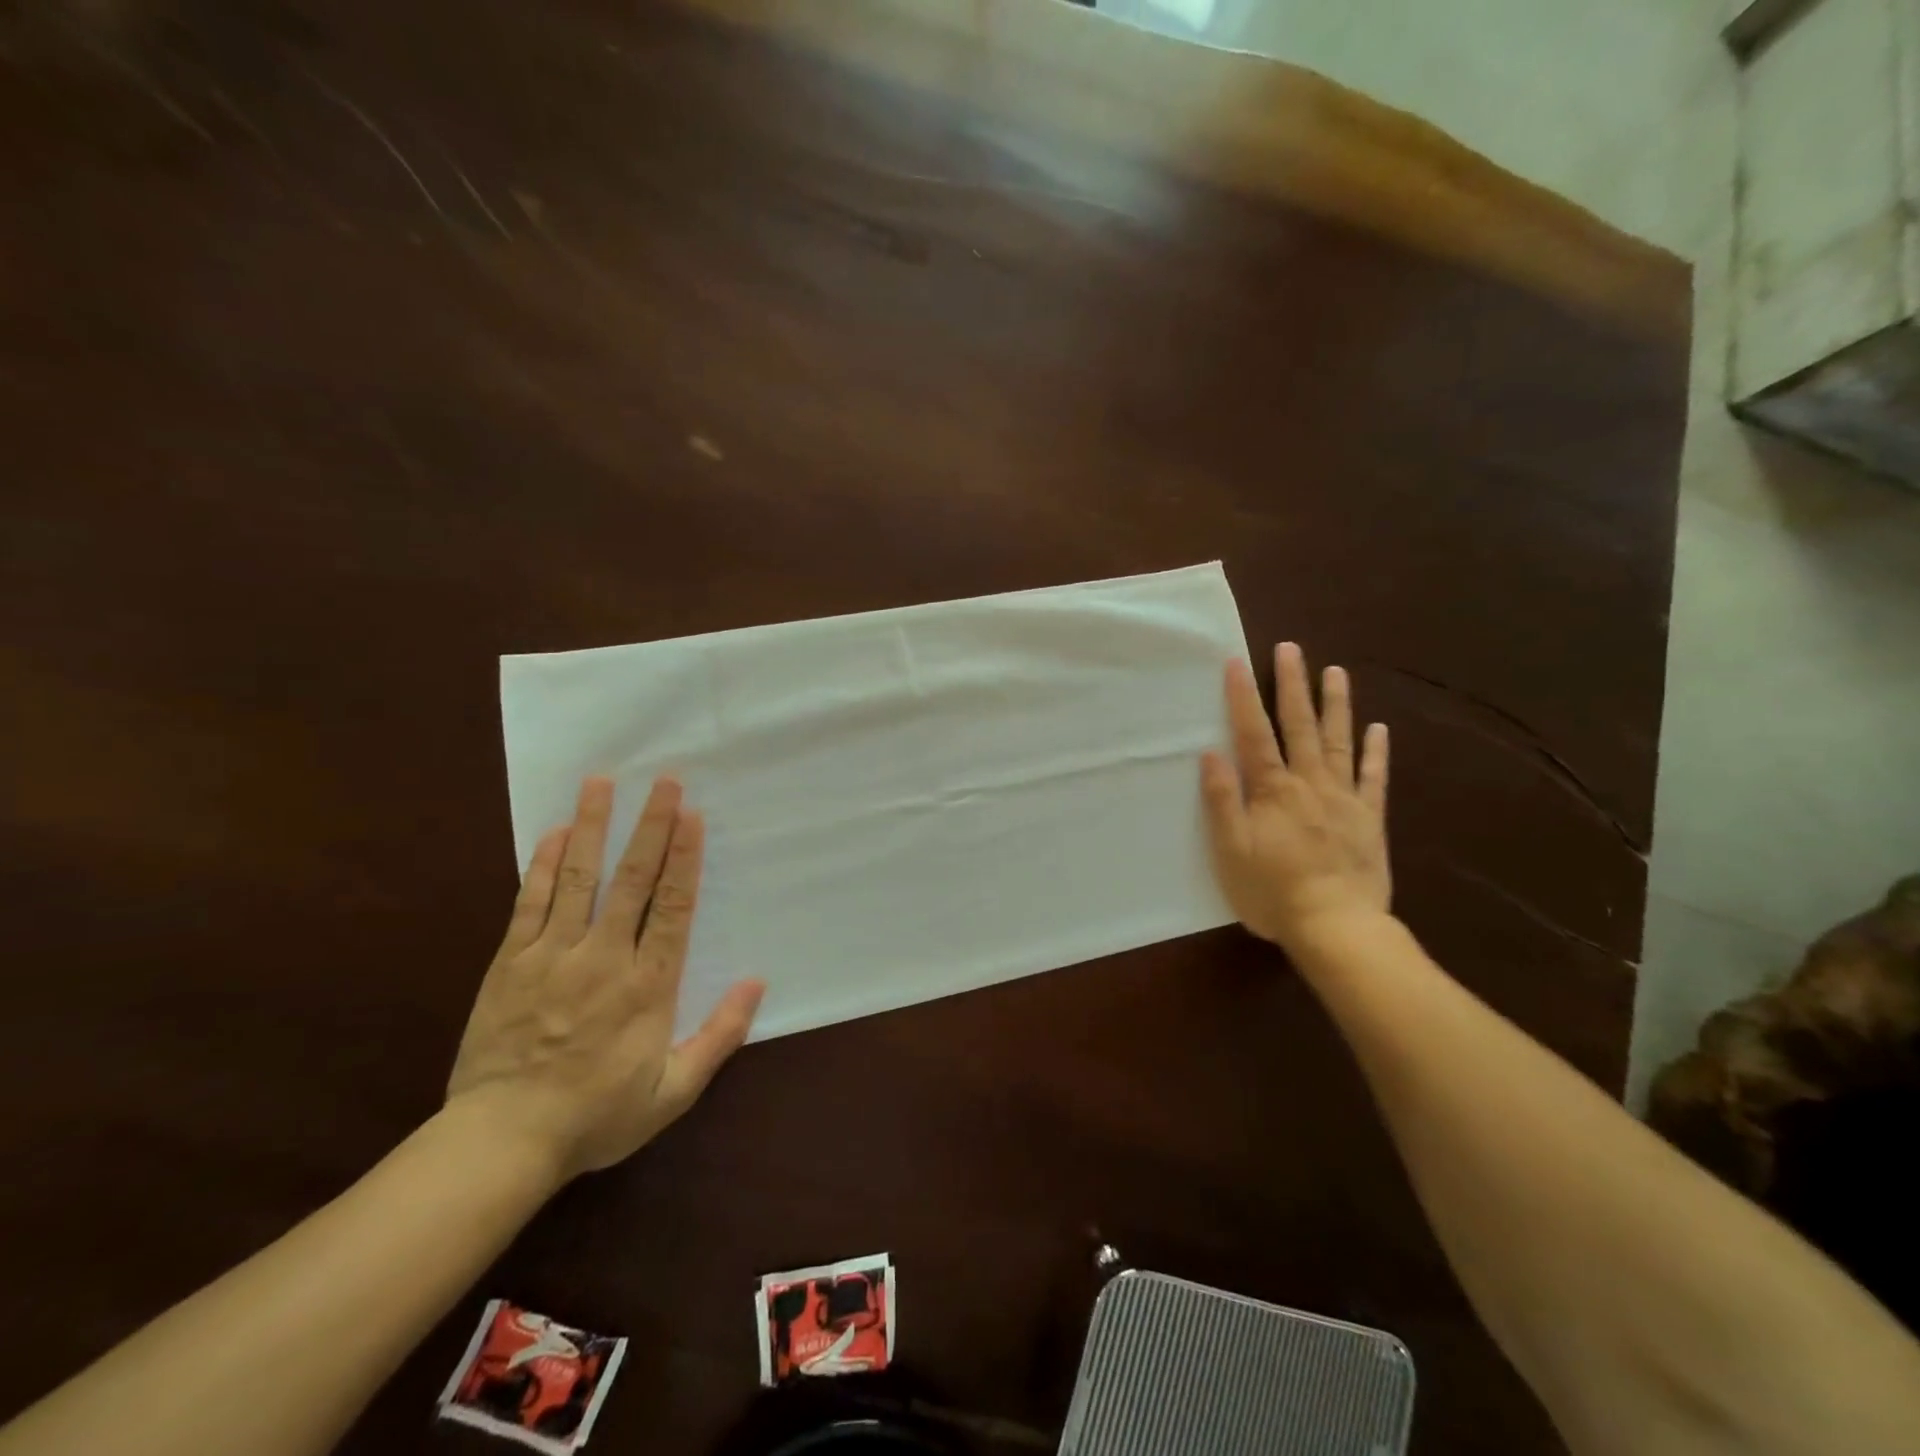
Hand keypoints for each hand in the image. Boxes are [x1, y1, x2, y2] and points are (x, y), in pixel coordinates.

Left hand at [447, 775, 764, 1182]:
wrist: (501, 1141)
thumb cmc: (596, 1116)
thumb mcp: (673, 1092)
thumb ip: (719, 1036)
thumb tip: (756, 984)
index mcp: (647, 986)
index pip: (673, 907)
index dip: (685, 858)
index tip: (692, 816)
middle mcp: (603, 957)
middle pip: (632, 880)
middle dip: (651, 827)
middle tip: (664, 782)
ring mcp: (553, 955)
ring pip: (578, 878)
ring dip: (593, 827)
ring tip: (602, 784)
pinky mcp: (510, 962)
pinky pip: (530, 902)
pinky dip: (544, 865)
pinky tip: (555, 833)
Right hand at [1200, 642, 1391, 950]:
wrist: (1336, 926)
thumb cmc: (1272, 891)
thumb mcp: (1232, 850)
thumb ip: (1223, 801)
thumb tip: (1212, 754)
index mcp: (1272, 790)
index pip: (1254, 734)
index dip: (1243, 697)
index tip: (1237, 662)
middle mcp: (1309, 783)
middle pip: (1299, 726)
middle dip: (1292, 685)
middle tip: (1291, 648)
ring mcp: (1344, 798)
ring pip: (1339, 742)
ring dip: (1335, 705)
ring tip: (1334, 672)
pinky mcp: (1370, 818)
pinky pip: (1374, 778)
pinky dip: (1376, 752)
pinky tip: (1378, 728)